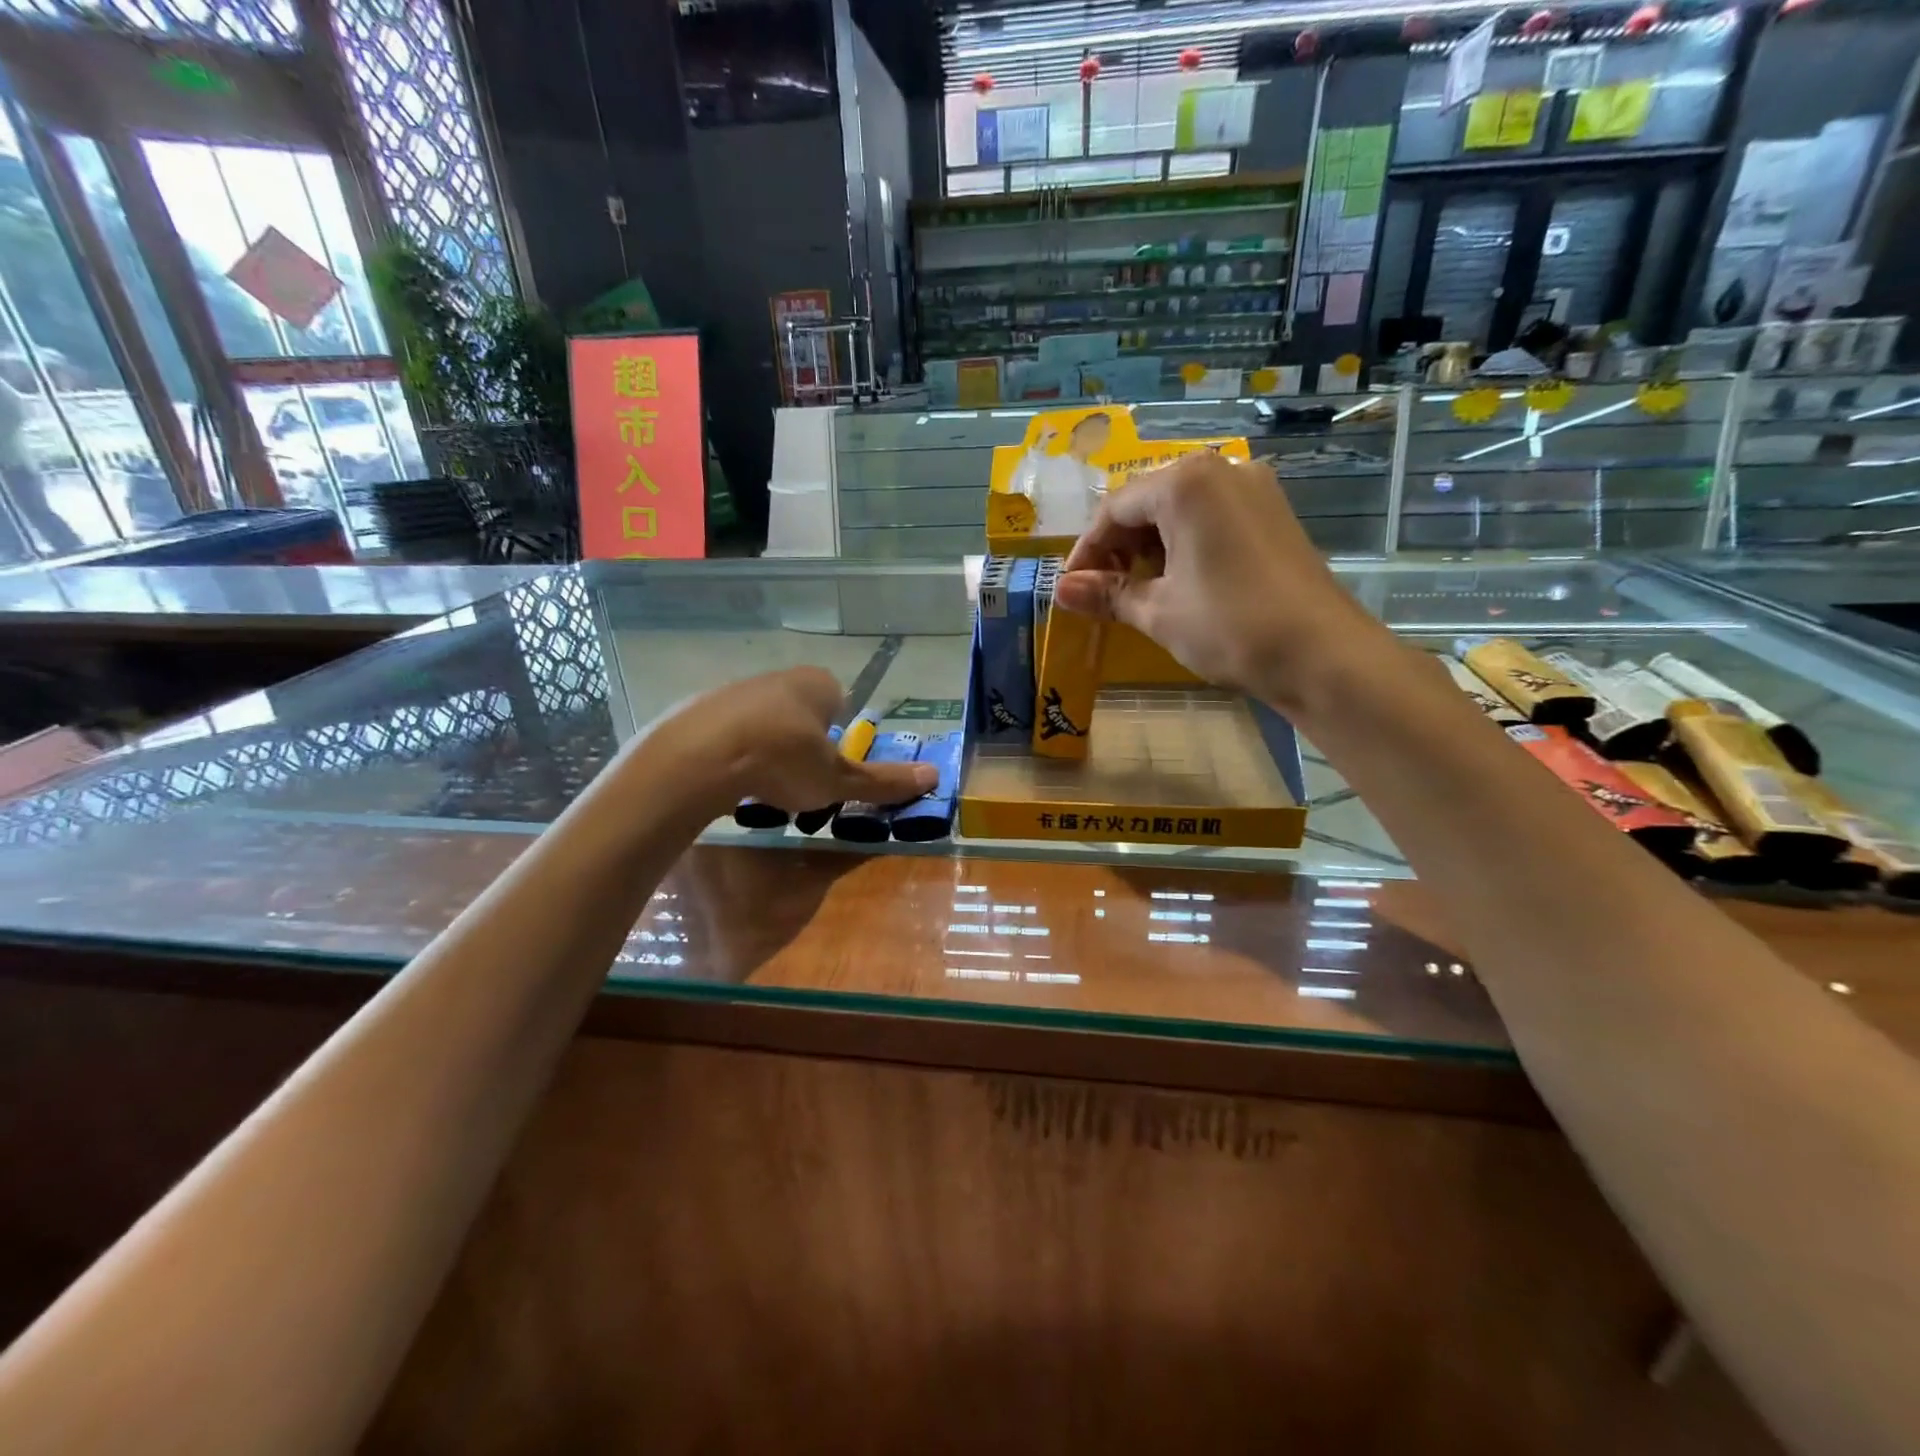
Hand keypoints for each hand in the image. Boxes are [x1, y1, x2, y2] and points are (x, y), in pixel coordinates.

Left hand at [640, 667, 935, 817]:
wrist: (697, 758)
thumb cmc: (782, 761)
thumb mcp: (837, 779)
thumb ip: (882, 780)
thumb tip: (935, 776)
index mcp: (816, 684)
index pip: (838, 699)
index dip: (837, 733)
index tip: (829, 765)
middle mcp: (776, 677)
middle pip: (799, 710)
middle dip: (802, 742)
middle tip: (799, 781)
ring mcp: (733, 690)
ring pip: (761, 721)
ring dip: (766, 748)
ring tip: (761, 786)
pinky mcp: (697, 710)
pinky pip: (726, 732)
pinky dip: (731, 754)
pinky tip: (728, 782)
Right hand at [1055, 452, 1388, 711]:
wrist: (1321, 654)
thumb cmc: (1229, 626)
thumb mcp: (1158, 612)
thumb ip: (1107, 595)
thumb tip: (1060, 591)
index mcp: (1185, 484)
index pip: (1115, 509)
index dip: (1087, 550)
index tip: (1072, 588)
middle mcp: (1221, 471)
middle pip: (1148, 501)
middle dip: (1118, 546)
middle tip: (1101, 591)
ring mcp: (1253, 489)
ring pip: (1181, 508)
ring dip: (1150, 546)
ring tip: (1137, 590)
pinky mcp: (1273, 513)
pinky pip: (1212, 516)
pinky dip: (1184, 543)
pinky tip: (1178, 580)